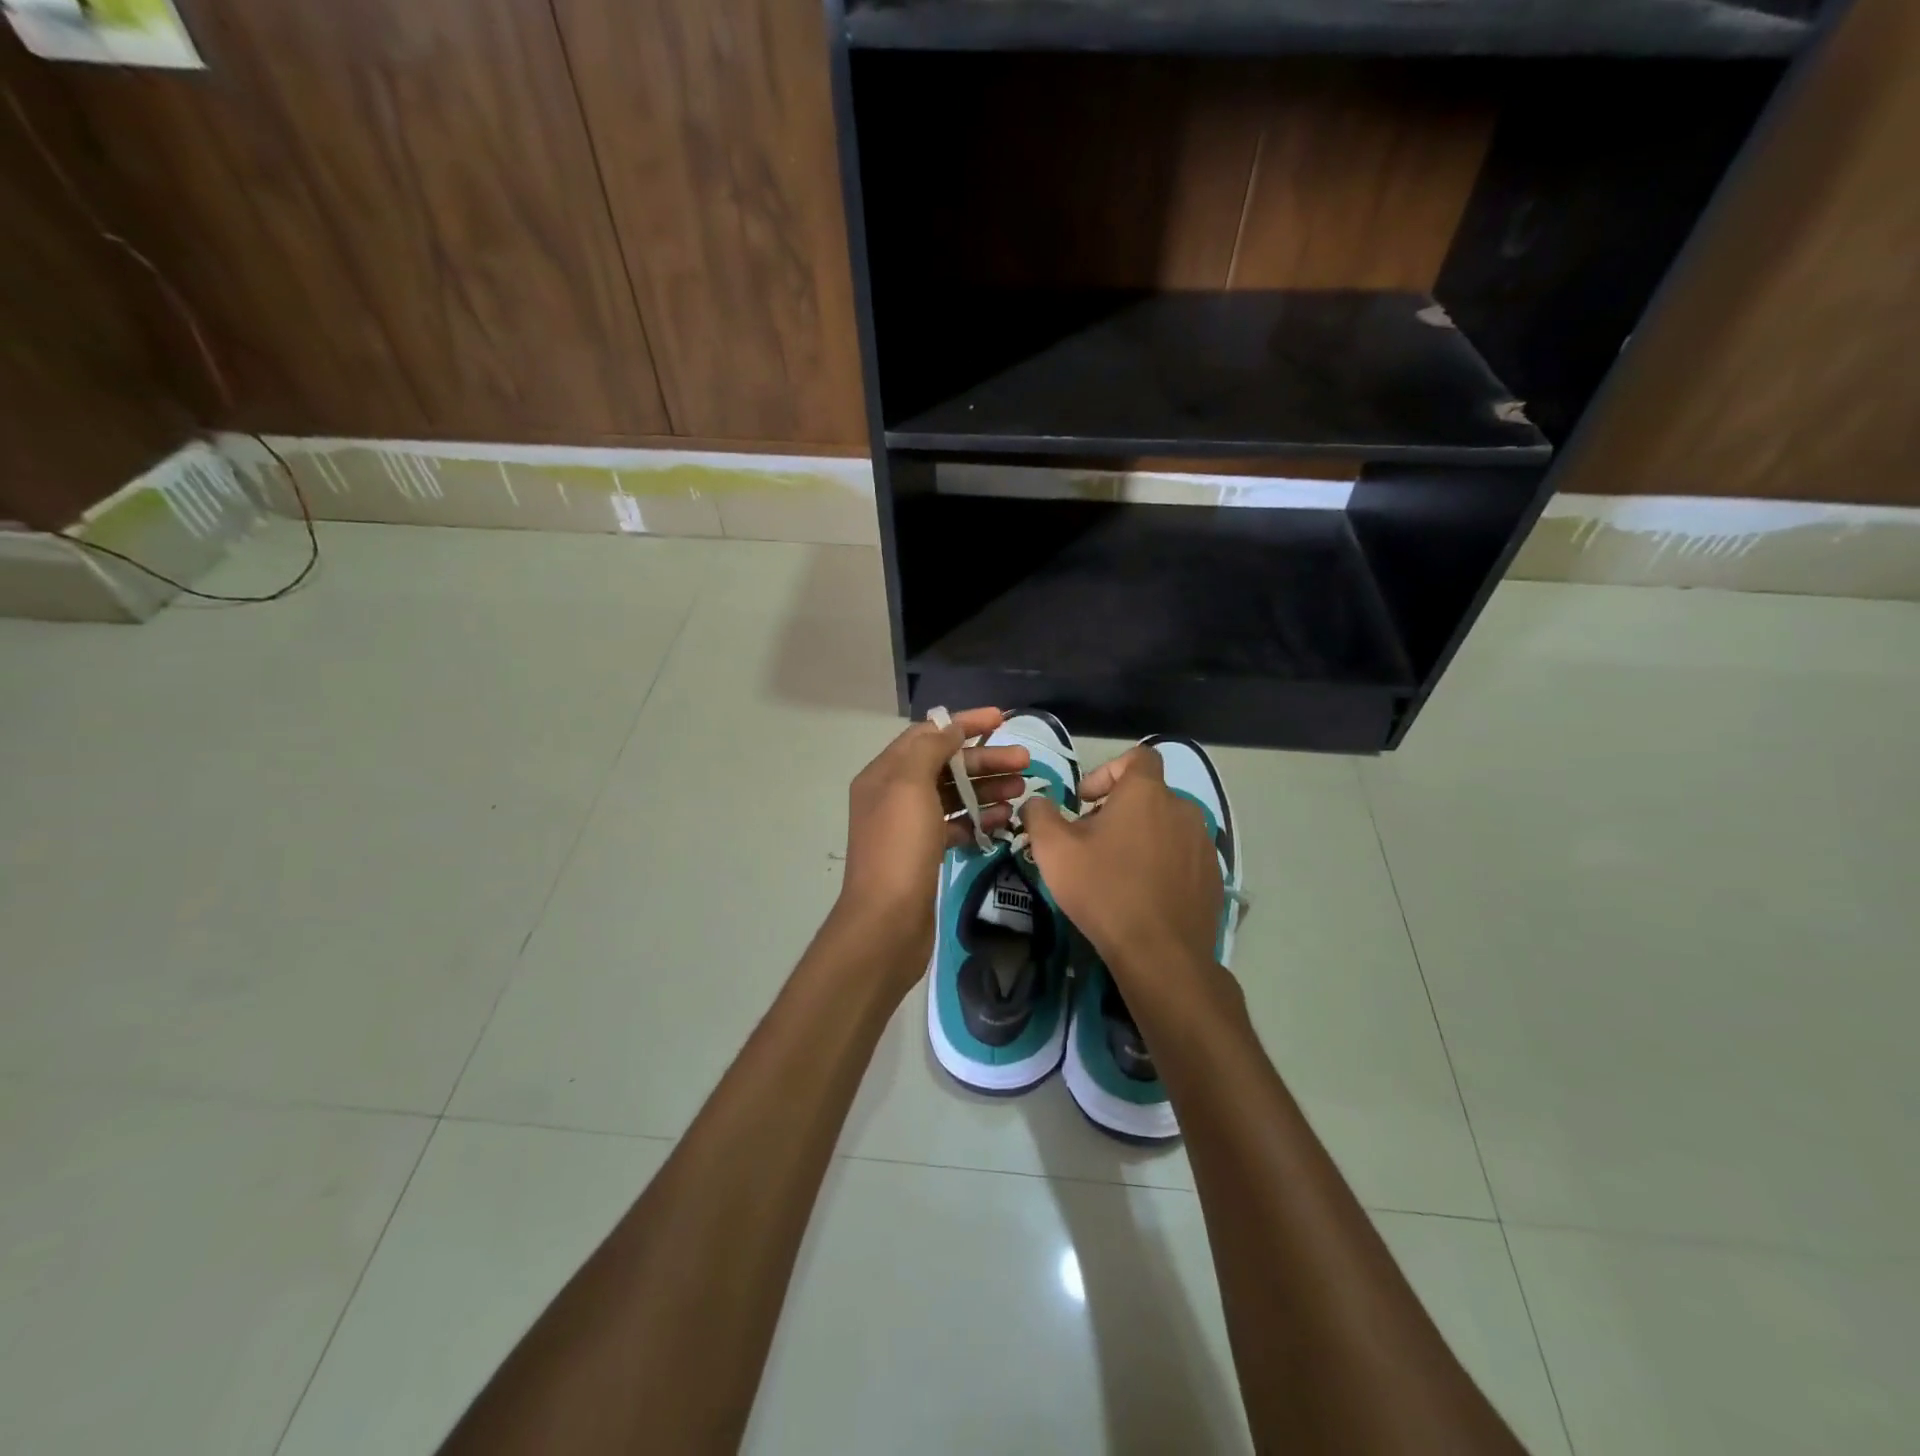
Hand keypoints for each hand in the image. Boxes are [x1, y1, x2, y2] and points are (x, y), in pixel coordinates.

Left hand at [836, 708, 1031, 973]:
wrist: (886, 922)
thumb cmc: (899, 848)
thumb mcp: (910, 786)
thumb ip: (930, 749)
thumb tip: (949, 726)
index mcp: (884, 774)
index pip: (927, 734)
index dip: (964, 723)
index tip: (1003, 719)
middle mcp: (894, 795)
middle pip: (945, 765)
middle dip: (984, 760)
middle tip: (1025, 762)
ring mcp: (909, 826)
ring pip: (953, 795)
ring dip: (987, 788)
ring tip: (1022, 790)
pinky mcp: (924, 854)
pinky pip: (955, 825)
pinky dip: (978, 818)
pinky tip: (1005, 818)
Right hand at [1023, 745, 1223, 996]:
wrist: (1160, 954)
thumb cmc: (1104, 890)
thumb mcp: (1054, 850)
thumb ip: (1039, 814)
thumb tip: (1037, 802)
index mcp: (1147, 793)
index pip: (1138, 757)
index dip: (1108, 770)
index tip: (1085, 801)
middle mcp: (1183, 808)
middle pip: (1149, 795)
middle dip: (1119, 810)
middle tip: (1091, 841)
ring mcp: (1203, 844)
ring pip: (1167, 826)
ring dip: (1142, 836)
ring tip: (1117, 869)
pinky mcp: (1213, 877)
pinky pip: (1183, 857)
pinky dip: (1163, 863)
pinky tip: (1143, 893)